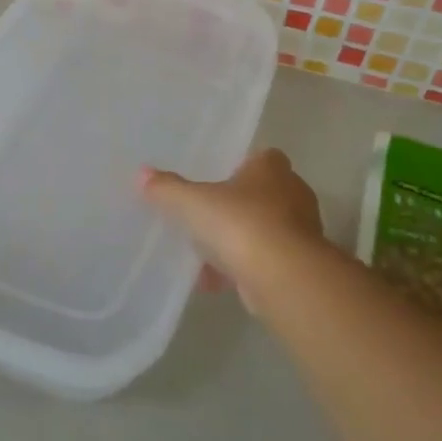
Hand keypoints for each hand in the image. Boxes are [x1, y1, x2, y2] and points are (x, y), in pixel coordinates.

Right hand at [141, 150, 323, 316]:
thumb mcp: (192, 202)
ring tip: (201, 256)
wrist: (283, 276)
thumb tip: (142, 174)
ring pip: (261, 232)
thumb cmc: (240, 223)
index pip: (261, 158)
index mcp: (271, 169)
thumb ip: (167, 188)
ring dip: (235, 243)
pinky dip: (239, 270)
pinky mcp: (298, 266)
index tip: (215, 181)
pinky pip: (262, 262)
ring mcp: (299, 232)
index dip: (239, 167)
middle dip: (234, 208)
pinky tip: (211, 283)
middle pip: (260, 196)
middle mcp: (292, 194)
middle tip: (204, 217)